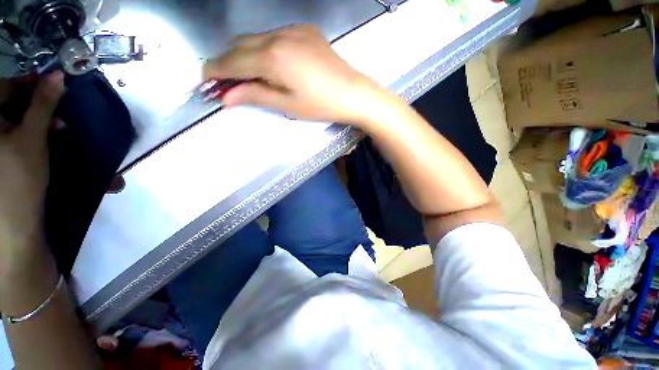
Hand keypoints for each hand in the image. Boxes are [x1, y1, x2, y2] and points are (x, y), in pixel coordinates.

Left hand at [0, 72, 63, 271]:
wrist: (14, 221)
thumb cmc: (19, 177)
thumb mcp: (33, 137)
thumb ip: (43, 104)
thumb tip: (58, 75)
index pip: (7, 86)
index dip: (31, 84)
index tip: (55, 88)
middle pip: (10, 102)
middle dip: (36, 105)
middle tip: (57, 116)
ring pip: (14, 118)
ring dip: (36, 120)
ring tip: (55, 130)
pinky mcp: (2, 155)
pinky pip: (15, 133)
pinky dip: (30, 132)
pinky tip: (43, 139)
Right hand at [203, 24, 386, 125]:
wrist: (353, 93)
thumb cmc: (321, 105)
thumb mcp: (286, 105)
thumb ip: (254, 96)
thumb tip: (227, 97)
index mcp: (272, 57)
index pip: (231, 61)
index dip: (215, 71)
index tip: (206, 82)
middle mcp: (278, 36)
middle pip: (240, 45)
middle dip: (228, 63)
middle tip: (226, 82)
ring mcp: (293, 30)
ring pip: (255, 39)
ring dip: (245, 55)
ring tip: (249, 77)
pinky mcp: (304, 31)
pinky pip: (273, 36)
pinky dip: (263, 49)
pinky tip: (271, 65)